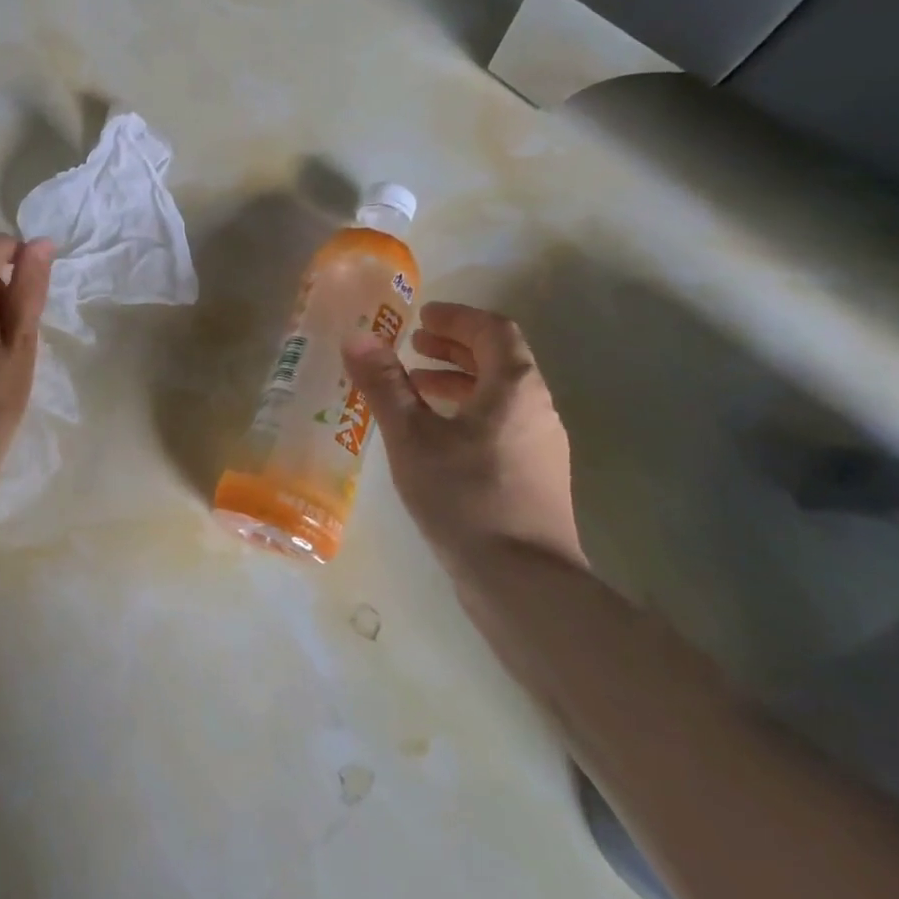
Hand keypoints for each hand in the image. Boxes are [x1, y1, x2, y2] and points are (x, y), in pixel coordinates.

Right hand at [342, 302, 583, 573]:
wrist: (522, 581)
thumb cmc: (464, 496)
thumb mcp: (411, 436)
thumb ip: (384, 384)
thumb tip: (357, 337)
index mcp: (515, 387)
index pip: (493, 330)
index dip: (456, 317)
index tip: (420, 316)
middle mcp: (537, 408)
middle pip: (499, 360)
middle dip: (453, 347)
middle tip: (412, 346)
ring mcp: (541, 445)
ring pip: (499, 395)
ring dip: (457, 381)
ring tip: (414, 389)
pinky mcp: (534, 476)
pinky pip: (499, 424)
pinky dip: (466, 412)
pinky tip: (433, 438)